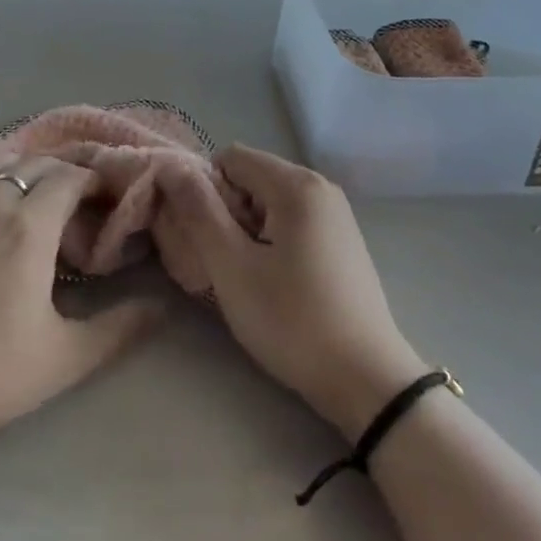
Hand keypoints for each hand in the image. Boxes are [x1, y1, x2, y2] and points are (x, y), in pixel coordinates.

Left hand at [0, 153, 157, 452]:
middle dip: (58, 169)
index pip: (68, 180)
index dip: (91, 179)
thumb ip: (117, 330)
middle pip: (31, 165)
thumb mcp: (62, 359)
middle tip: (72, 189)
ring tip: (27, 172)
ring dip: (14, 161)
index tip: (103, 194)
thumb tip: (161, 305)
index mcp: (30, 228)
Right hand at [156, 145, 427, 440]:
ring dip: (249, 231)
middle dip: (229, 213)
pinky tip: (278, 284)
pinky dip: (273, 242)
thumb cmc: (293, 320)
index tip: (211, 239)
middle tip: (229, 264)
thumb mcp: (232, 267)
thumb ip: (199, 211)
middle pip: (251, 178)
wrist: (368, 382)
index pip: (230, 158)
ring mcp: (336, 213)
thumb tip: (172, 167)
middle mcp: (320, 186)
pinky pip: (291, 221)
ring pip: (269, 203)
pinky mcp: (342, 240)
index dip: (208, 192)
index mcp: (296, 183)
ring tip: (252, 278)